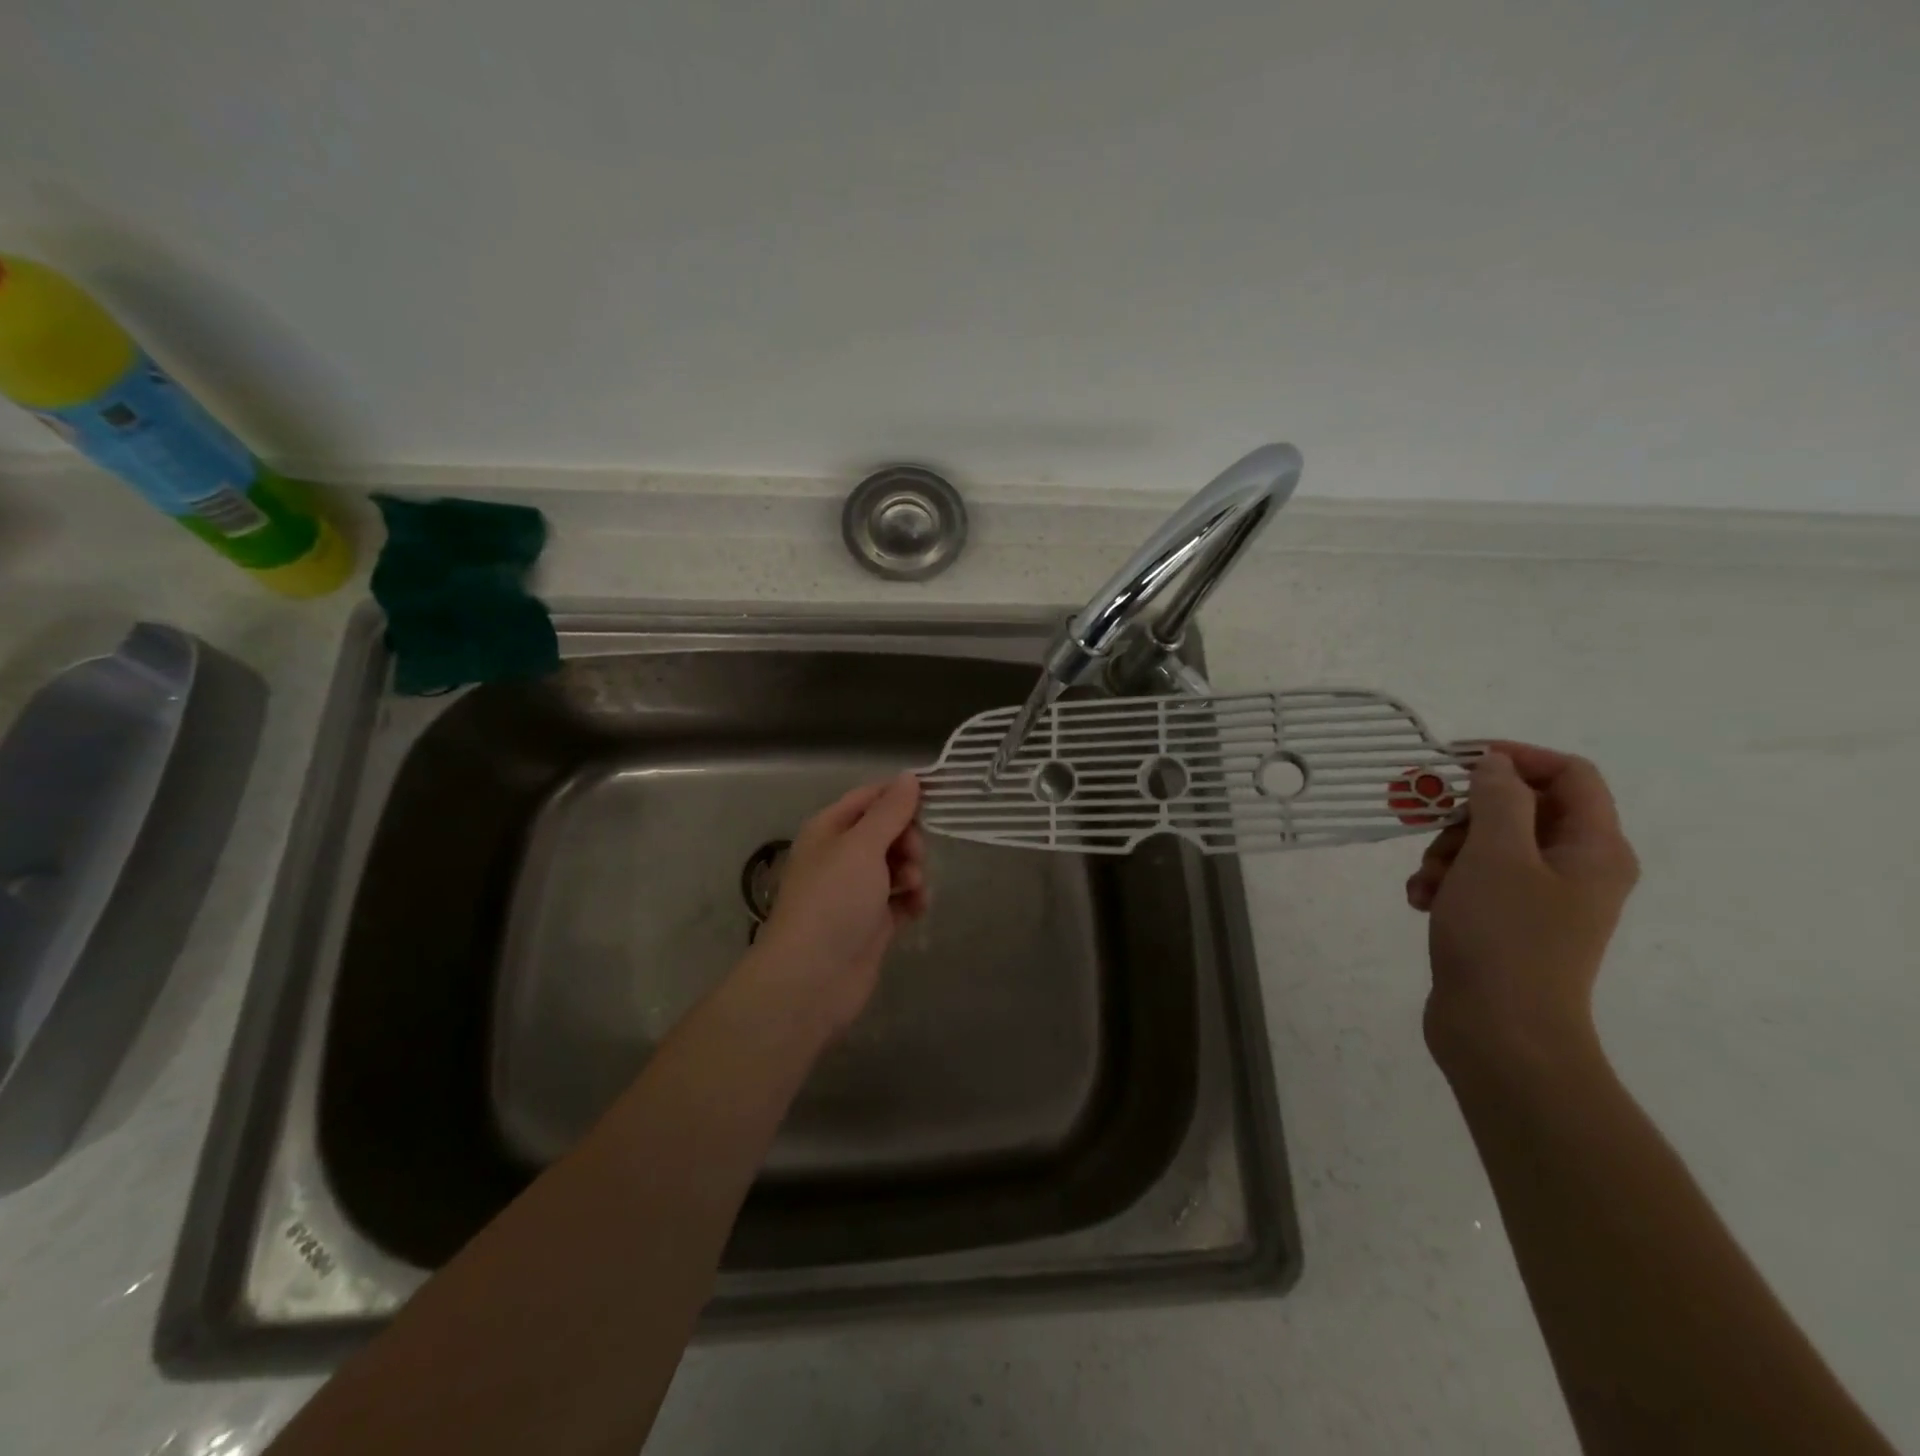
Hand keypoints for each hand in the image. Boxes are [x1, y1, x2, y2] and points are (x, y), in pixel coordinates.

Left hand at [749, 773, 928, 1033]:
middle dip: (909, 838)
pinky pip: (901, 898)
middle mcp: (841, 855)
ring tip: (914, 887)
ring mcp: (856, 891)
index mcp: (830, 829)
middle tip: (915, 855)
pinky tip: (918, 907)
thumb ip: (889, 812)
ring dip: (913, 870)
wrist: (812, 977)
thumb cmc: (834, 900)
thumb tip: (909, 777)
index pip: (870, 797)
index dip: (901, 796)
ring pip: (896, 865)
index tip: (936, 799)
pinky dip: (912, 899)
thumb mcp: (862, 846)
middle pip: (887, 831)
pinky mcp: (871, 922)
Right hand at [1406, 743, 1639, 1072]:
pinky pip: (1476, 880)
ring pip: (1489, 845)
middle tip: (1431, 833)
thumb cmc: (1504, 937)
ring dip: (1446, 852)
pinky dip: (1446, 882)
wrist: (1501, 1034)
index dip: (1516, 757)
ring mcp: (1544, 899)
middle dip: (1465, 816)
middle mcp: (1578, 868)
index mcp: (1594, 848)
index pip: (1568, 774)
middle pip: (1520, 809)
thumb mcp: (1495, 855)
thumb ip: (1497, 799)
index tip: (1457, 760)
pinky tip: (1422, 901)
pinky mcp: (1511, 923)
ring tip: (1425, 882)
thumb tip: (1496, 765)